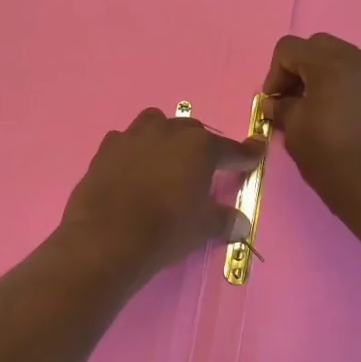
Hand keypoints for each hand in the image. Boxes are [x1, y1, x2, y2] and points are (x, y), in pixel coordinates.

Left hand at [59, 109, 259, 281]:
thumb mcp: (202, 228)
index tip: (255, 152)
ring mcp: (133, 136)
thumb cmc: (165, 230)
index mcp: (199, 147)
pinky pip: (124, 140)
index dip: (245, 154)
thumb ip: (224, 219)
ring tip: (165, 158)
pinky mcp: (106, 148)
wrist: (107, 238)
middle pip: (191, 131)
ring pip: (155, 123)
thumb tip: (241, 223)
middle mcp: (167, 132)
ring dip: (164, 136)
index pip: (230, 149)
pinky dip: (132, 150)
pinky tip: (132, 168)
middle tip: (203, 168)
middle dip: (200, 147)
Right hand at [261, 33, 360, 225]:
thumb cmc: (330, 157)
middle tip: (294, 99)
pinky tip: (348, 120)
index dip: (274, 72)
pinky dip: (351, 90)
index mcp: (331, 65)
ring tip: (321, 109)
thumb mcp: (295, 131)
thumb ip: (281, 107)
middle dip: (301, 68)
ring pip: (347, 61)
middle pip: (320, 46)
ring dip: (327, 77)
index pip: (290, 48)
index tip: (274, 102)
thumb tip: (274, 103)